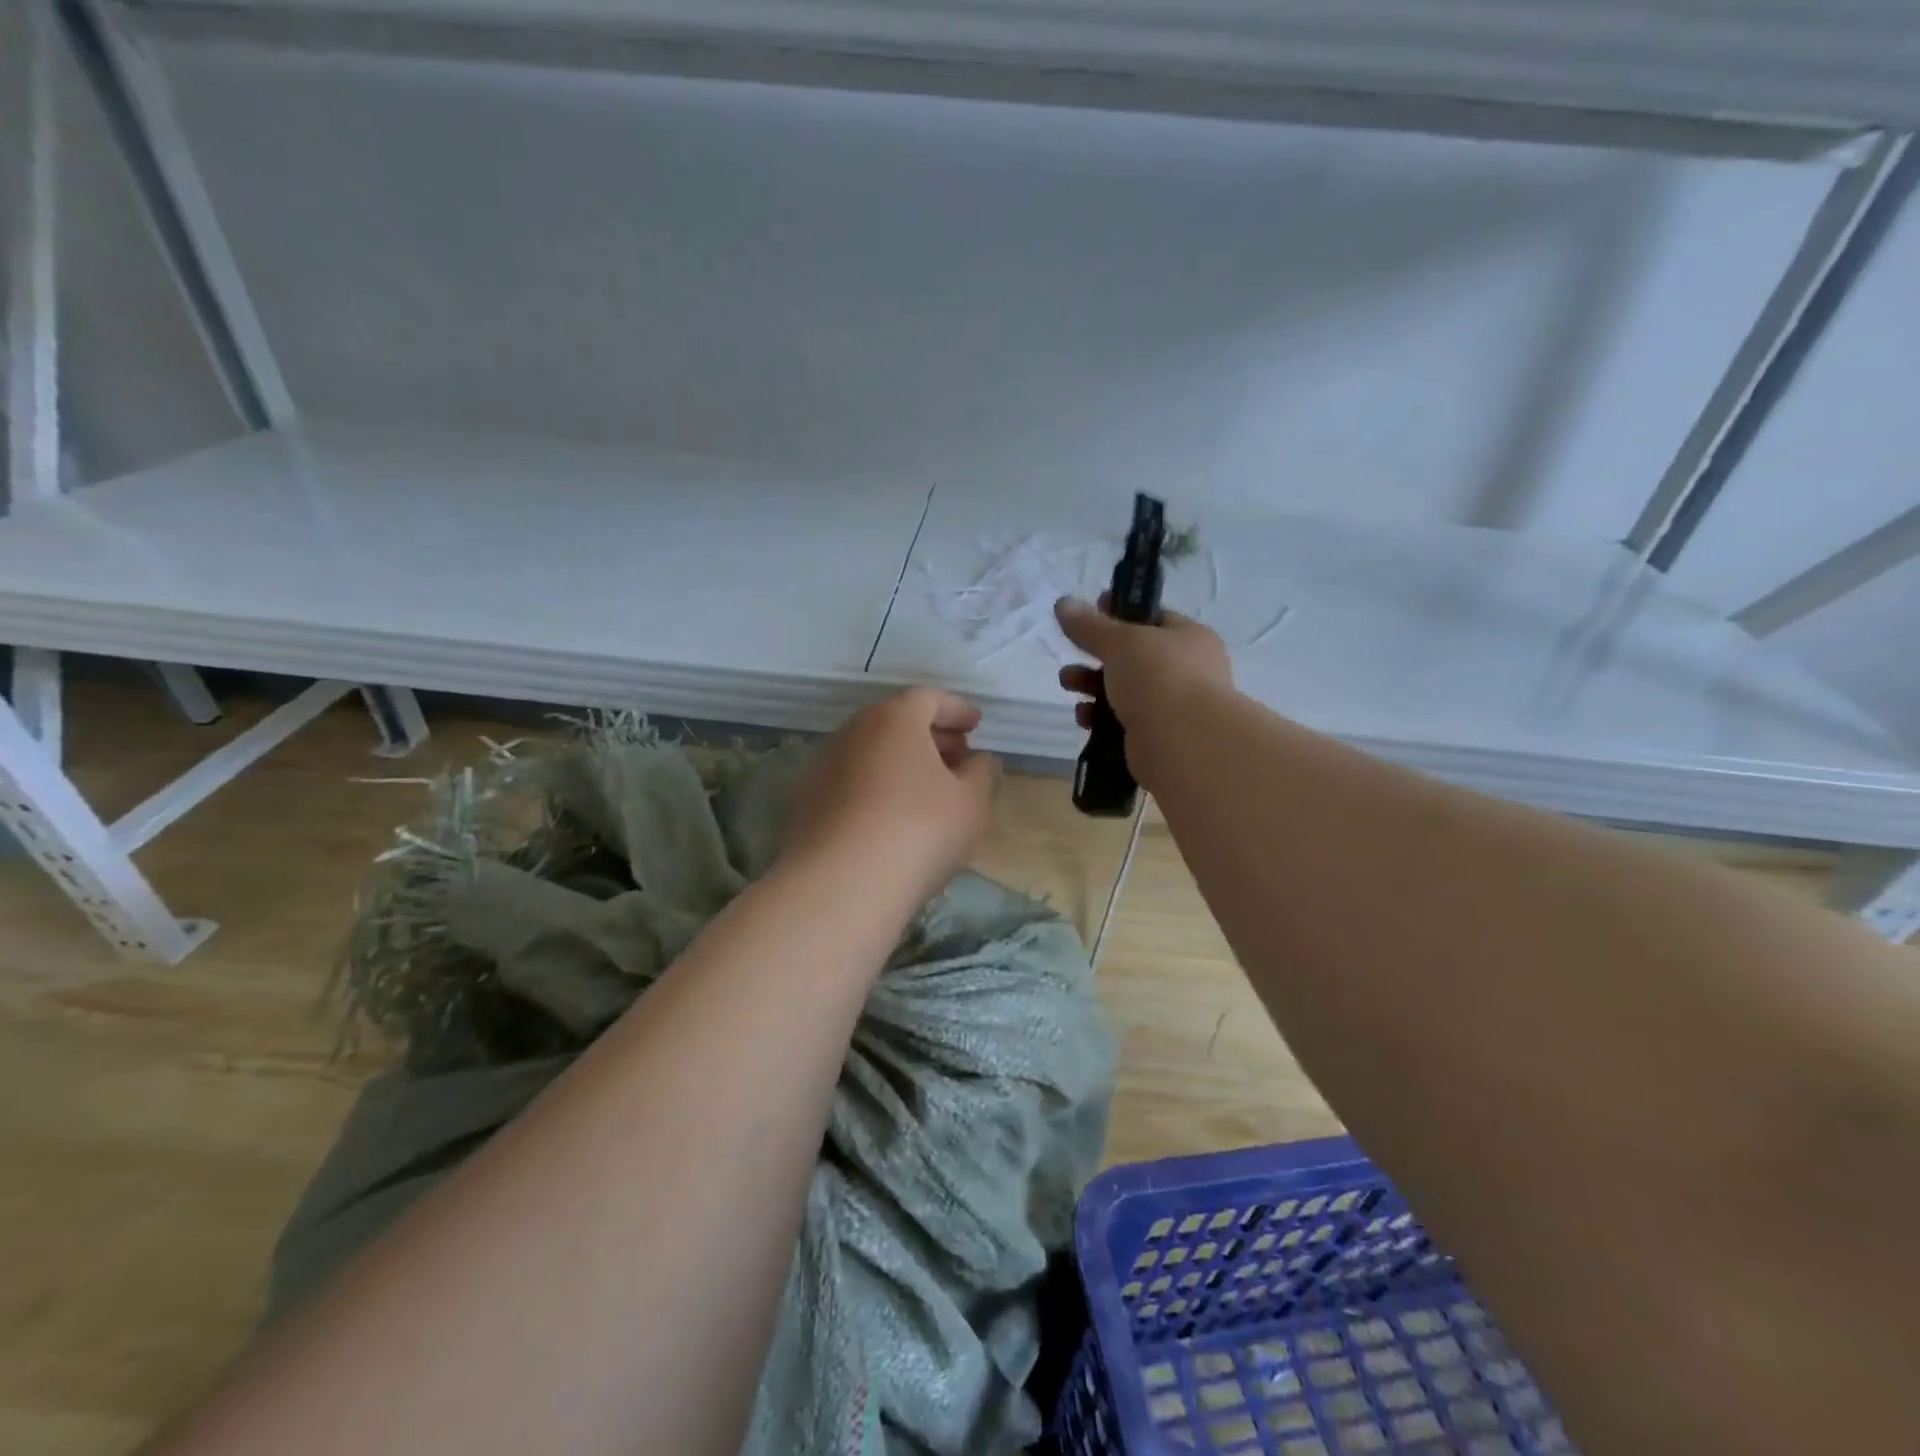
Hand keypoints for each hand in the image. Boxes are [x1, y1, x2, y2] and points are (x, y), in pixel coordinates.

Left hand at [783, 688, 1001, 908]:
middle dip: (931, 736)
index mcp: (893, 719)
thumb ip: (983, 774)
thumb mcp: (971, 803)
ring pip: (871, 753)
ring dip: (902, 763)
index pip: (928, 699)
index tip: (976, 725)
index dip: (956, 709)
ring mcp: (822, 767)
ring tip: (928, 791)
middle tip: (958, 757)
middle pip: (896, 723)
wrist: (838, 887)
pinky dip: (877, 787)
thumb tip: (980, 761)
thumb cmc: (918, 831)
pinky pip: (851, 782)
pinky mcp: (806, 803)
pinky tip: (892, 818)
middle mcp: (852, 732)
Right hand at [1055, 596, 1233, 742]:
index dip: (1118, 613)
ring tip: (1067, 684)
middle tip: (1071, 655)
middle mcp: (1187, 669)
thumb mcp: (1121, 642)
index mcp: (1189, 637)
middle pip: (1133, 656)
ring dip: (1092, 685)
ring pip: (1125, 689)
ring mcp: (1173, 705)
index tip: (1088, 614)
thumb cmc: (1159, 678)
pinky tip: (1084, 718)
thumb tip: (1063, 603)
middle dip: (1096, 655)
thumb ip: (1090, 625)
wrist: (1184, 743)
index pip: (1152, 618)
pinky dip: (1100, 717)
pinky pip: (1122, 720)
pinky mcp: (1157, 736)